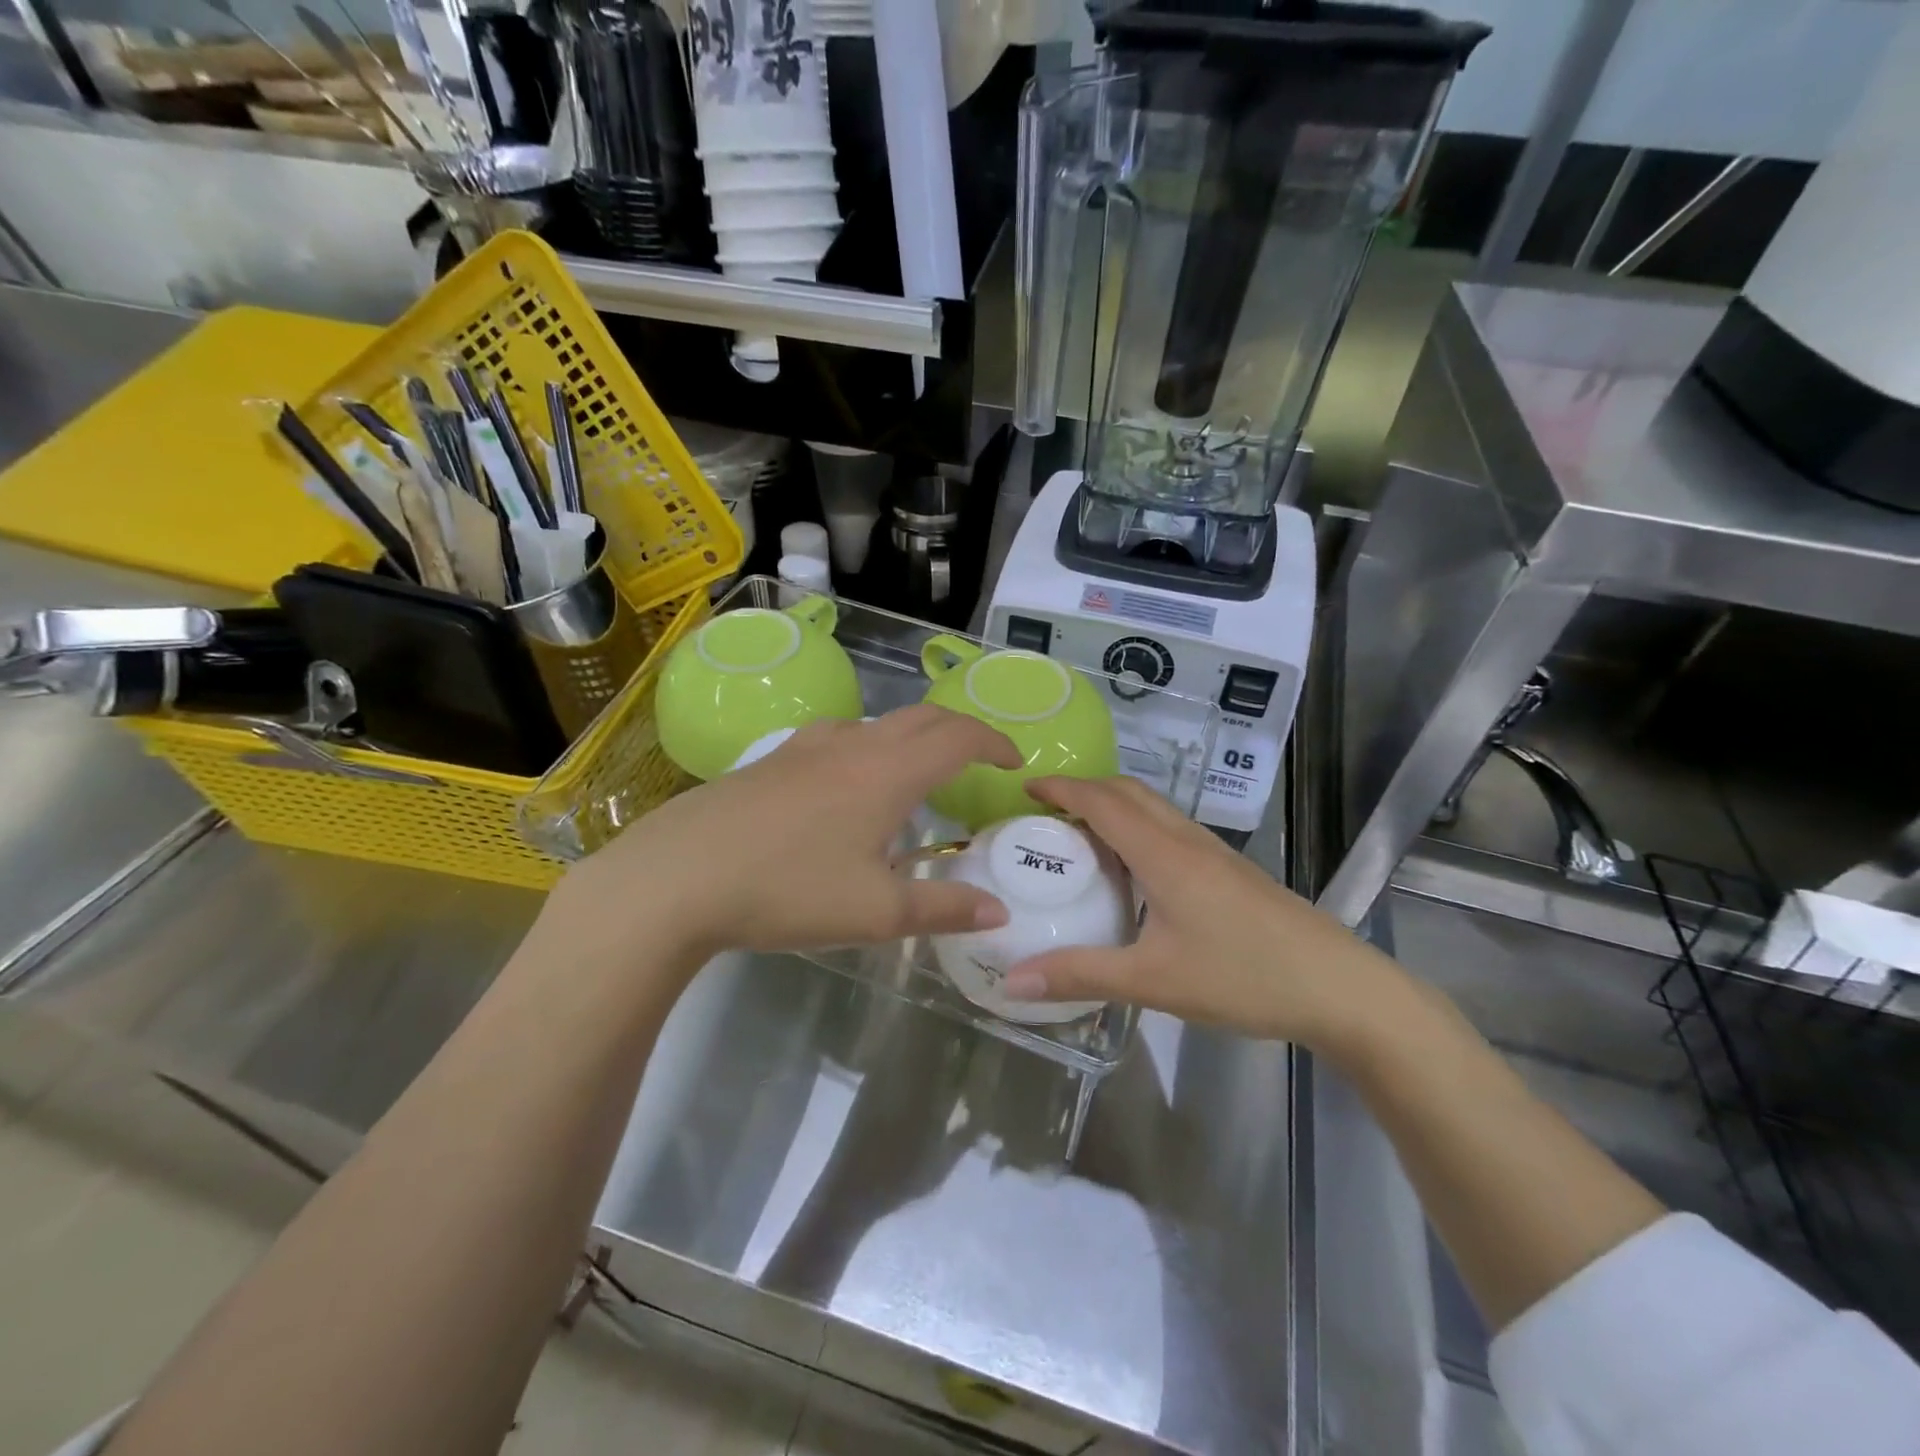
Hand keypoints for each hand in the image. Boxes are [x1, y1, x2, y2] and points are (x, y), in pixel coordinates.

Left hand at [546, 706, 1020, 966]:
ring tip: (914, 777)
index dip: (994, 742)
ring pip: (876, 723)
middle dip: (959, 731)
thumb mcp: (875, 912)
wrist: (678, 877)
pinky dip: (865, 748)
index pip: (959, 736)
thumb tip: (998, 913)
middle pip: (922, 717)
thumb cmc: (788, 890)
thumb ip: (943, 909)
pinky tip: (845, 786)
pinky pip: (836, 738)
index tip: (1014, 763)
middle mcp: (853, 745)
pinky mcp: (770, 759)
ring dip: (910, 738)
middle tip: (978, 762)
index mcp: (889, 772)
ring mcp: (806, 747)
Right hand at [1001, 776, 1401, 1051]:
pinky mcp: (1229, 870)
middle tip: (1045, 814)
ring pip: (1153, 808)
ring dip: (1112, 807)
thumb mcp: (1154, 981)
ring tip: (1079, 837)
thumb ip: (1081, 975)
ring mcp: (1213, 853)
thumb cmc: (1244, 977)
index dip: (1061, 788)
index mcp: (1163, 854)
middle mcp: (1186, 840)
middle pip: (1128, 792)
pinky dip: (1137, 828)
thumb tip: (1012, 980)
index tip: (1024, 787)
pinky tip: (1132, 870)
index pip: (1102, 802)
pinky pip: (1170, 829)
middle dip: (1083, 790)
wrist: (1339, 987)